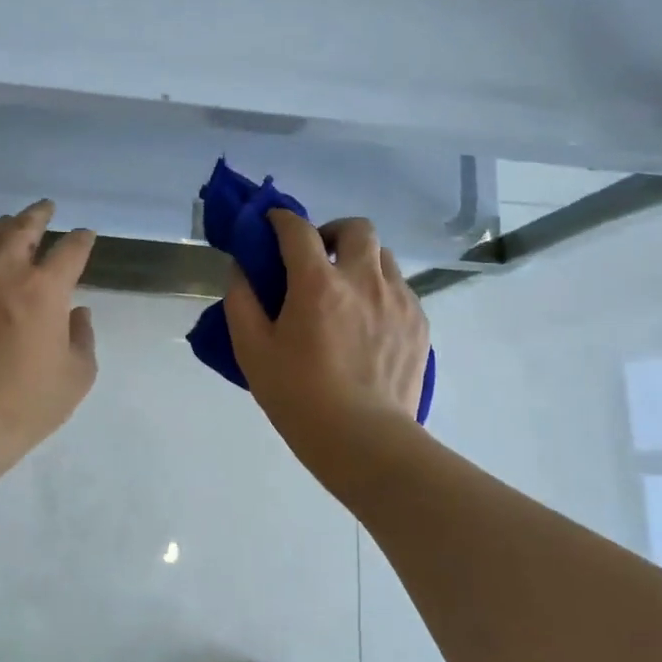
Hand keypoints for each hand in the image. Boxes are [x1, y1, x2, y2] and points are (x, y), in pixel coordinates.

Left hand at [0, 200, 98, 478]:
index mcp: (45, 289)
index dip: (82, 240)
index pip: (70, 250)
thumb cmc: (24, 404)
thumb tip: (78, 312)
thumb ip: (82, 338)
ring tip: (12, 223)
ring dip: (6, 225)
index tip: (85, 236)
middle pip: (24, 227)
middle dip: (40, 214)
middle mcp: (6, 271)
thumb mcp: (76, 377)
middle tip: (47, 208)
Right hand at [224, 211, 430, 458]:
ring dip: (359, 260)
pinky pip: (399, 288)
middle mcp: (363, 280)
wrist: (365, 442)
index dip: (280, 219)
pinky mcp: (419, 323)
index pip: (297, 229)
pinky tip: (366, 323)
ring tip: (344, 292)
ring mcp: (398, 300)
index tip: (271, 224)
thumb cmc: (299, 397)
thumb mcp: (252, 351)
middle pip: (356, 228)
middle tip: (316, 259)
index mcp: (318, 284)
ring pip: (383, 256)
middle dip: (332, 232)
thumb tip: (243, 269)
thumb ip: (242, 301)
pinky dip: (379, 290)